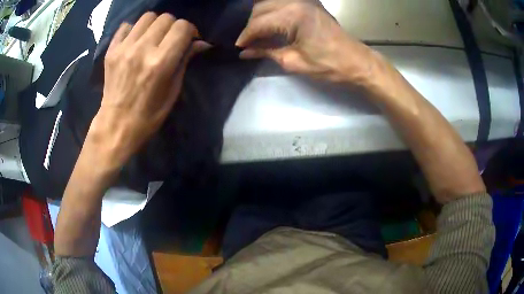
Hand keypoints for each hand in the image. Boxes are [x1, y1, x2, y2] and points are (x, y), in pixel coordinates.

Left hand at [88, 12, 208, 168]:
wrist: (116, 125)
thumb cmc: (149, 115)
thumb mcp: (173, 91)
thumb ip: (185, 61)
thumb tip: (200, 43)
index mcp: (161, 62)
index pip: (182, 27)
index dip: (190, 30)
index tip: (188, 40)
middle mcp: (142, 49)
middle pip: (166, 18)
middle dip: (173, 26)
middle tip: (170, 39)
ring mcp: (124, 48)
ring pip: (147, 17)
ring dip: (155, 25)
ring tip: (153, 37)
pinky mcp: (111, 51)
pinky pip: (126, 26)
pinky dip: (134, 30)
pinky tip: (135, 41)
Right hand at [236, 0, 378, 84]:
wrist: (356, 61)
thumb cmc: (328, 65)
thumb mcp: (294, 62)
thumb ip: (266, 52)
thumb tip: (245, 52)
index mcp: (293, 15)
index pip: (259, 23)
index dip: (246, 36)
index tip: (238, 47)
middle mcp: (296, 2)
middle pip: (261, 8)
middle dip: (251, 25)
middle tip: (248, 42)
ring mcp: (304, 0)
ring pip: (269, 2)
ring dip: (260, 16)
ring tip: (258, 33)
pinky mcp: (310, 3)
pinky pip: (282, 2)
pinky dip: (272, 10)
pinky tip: (270, 22)